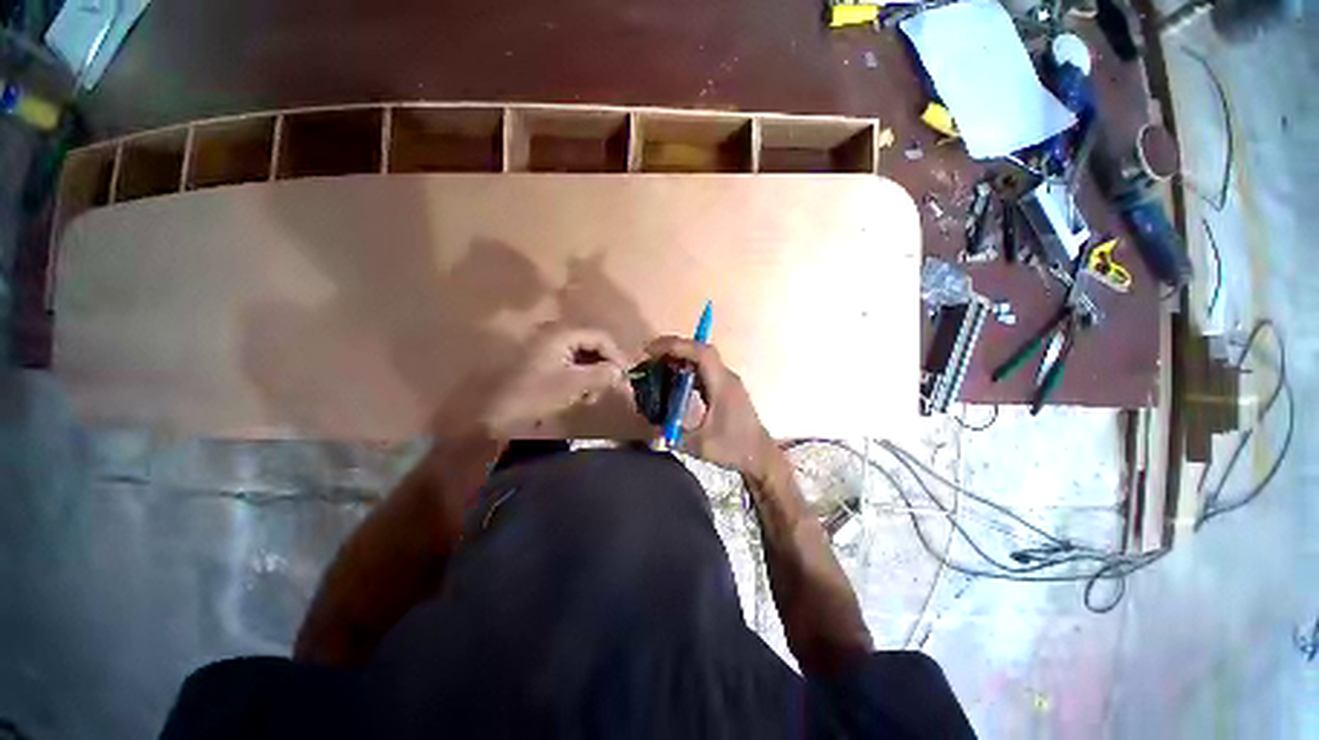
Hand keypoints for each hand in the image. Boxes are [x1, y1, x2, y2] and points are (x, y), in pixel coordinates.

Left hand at [480, 326, 628, 437]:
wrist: (492, 412)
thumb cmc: (534, 395)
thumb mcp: (573, 386)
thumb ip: (601, 375)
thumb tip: (621, 371)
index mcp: (562, 334)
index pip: (600, 336)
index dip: (616, 355)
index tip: (624, 375)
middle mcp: (554, 333)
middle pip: (591, 343)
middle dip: (603, 364)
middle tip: (609, 386)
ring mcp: (546, 346)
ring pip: (581, 353)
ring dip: (592, 372)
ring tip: (593, 394)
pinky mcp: (541, 359)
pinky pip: (569, 361)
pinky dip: (579, 375)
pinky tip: (579, 392)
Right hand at [645, 336, 777, 479]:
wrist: (761, 456)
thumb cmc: (734, 448)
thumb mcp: (700, 446)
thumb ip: (672, 436)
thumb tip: (648, 431)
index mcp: (722, 385)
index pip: (701, 353)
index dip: (676, 346)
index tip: (651, 350)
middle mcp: (726, 377)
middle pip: (700, 350)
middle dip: (674, 347)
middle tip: (649, 354)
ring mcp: (727, 381)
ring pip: (702, 358)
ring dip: (680, 356)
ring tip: (657, 363)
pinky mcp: (725, 388)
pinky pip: (704, 369)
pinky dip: (687, 368)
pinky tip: (674, 378)